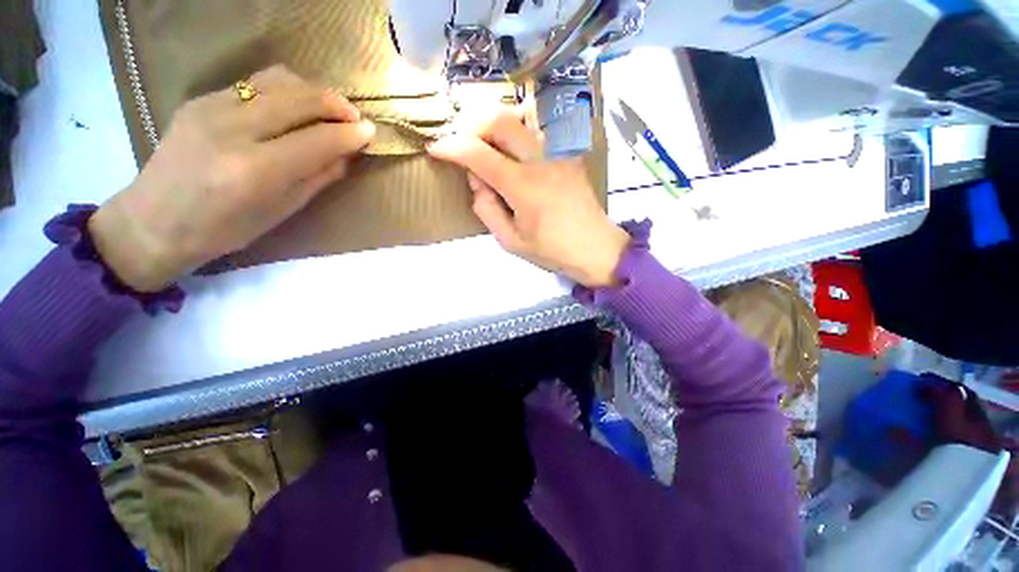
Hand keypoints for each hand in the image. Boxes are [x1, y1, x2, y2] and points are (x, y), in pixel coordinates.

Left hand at [89, 65, 375, 291]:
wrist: (154, 220)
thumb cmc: (225, 230)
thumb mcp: (282, 211)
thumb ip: (317, 178)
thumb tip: (346, 154)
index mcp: (255, 170)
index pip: (316, 140)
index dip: (349, 134)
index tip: (372, 132)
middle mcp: (232, 130)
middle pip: (298, 99)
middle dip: (336, 104)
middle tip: (355, 118)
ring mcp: (211, 107)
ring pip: (277, 81)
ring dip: (312, 92)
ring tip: (327, 109)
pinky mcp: (200, 98)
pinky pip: (254, 84)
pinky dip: (284, 91)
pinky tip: (292, 109)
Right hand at [427, 108, 628, 287]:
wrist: (595, 247)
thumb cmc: (552, 250)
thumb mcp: (510, 241)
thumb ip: (486, 210)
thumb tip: (478, 182)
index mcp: (524, 187)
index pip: (479, 154)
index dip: (451, 146)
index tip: (435, 148)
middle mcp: (541, 160)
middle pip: (499, 119)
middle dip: (471, 125)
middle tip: (462, 144)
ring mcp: (558, 152)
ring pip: (519, 118)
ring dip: (494, 126)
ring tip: (485, 148)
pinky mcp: (568, 153)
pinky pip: (536, 131)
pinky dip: (515, 134)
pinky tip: (512, 155)